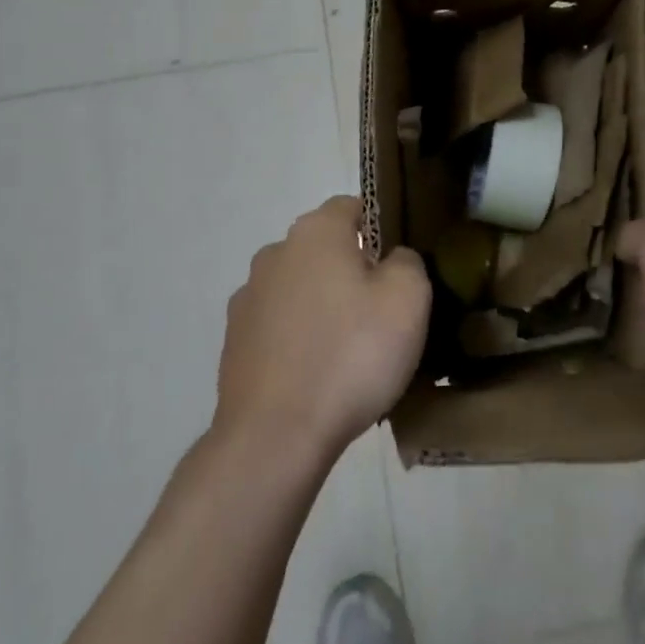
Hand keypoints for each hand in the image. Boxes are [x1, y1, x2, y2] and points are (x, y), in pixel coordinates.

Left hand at [216, 197, 430, 460]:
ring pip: (302, 289)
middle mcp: (274, 254)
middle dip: (354, 270)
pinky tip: (322, 375)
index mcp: (315, 233)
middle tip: (385, 312)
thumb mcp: (408, 298)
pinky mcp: (236, 343)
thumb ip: (407, 261)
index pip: (352, 207)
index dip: (382, 228)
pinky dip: (301, 339)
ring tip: (353, 351)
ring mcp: (248, 299)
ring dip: (325, 306)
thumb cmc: (352, 354)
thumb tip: (392, 259)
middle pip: (325, 249)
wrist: (276, 436)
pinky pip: (282, 327)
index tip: (401, 265)